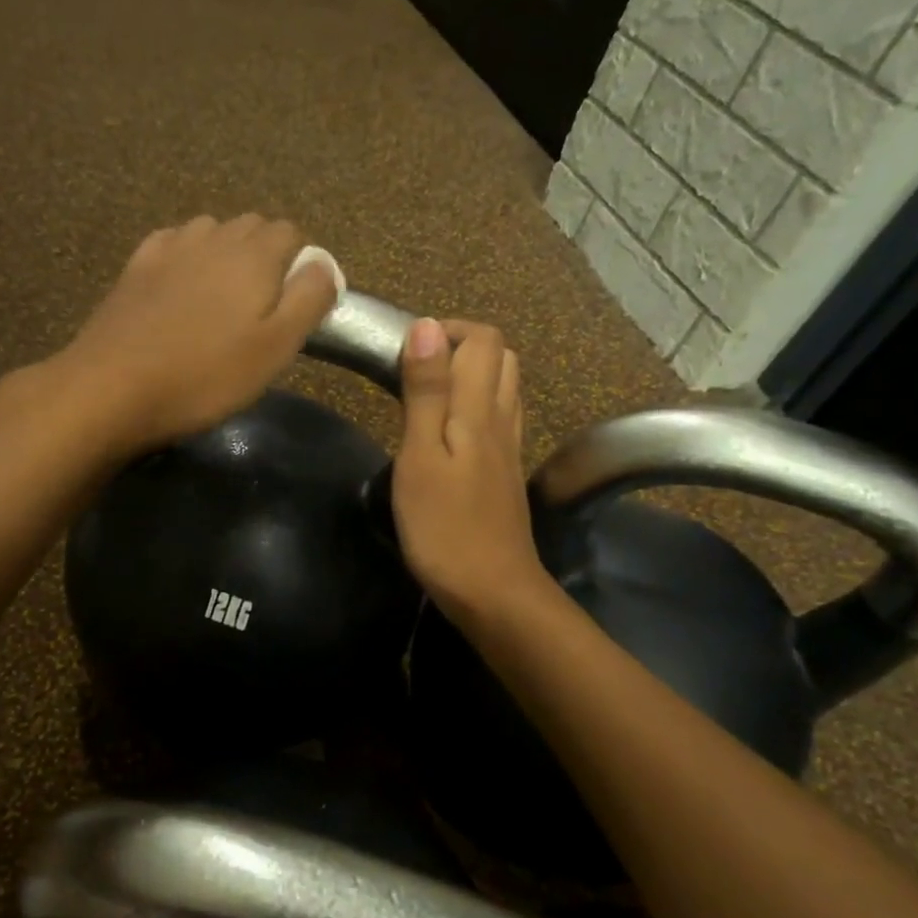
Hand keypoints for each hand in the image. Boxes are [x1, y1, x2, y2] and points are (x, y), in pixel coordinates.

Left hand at [49, 214, 339, 455]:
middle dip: (265, 258)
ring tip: (220, 302)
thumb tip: (324, 265)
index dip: (299, 266)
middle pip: (252, 227)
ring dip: (225, 255)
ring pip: (211, 232)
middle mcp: (214, 237)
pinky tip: (180, 289)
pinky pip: (173, 244)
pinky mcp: (135, 267)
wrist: (113, 388)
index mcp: (254, 254)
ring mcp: (170, 247)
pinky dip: (186, 258)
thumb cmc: (205, 376)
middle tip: (259, 311)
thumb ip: (309, 299)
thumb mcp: (276, 348)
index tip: (292, 308)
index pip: (291, 234)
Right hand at [392, 319, 550, 621]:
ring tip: (429, 394)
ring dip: (472, 374)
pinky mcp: (506, 474)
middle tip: (416, 369)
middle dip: (461, 346)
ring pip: (505, 387)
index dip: (448, 331)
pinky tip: (451, 430)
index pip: (483, 340)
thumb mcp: (421, 456)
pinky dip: (478, 405)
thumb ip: (426, 392)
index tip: (407, 351)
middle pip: (502, 358)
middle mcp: (503, 420)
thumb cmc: (444, 527)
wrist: (492, 591)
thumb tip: (428, 327)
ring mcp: (510, 448)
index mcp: (479, 410)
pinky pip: (501, 419)